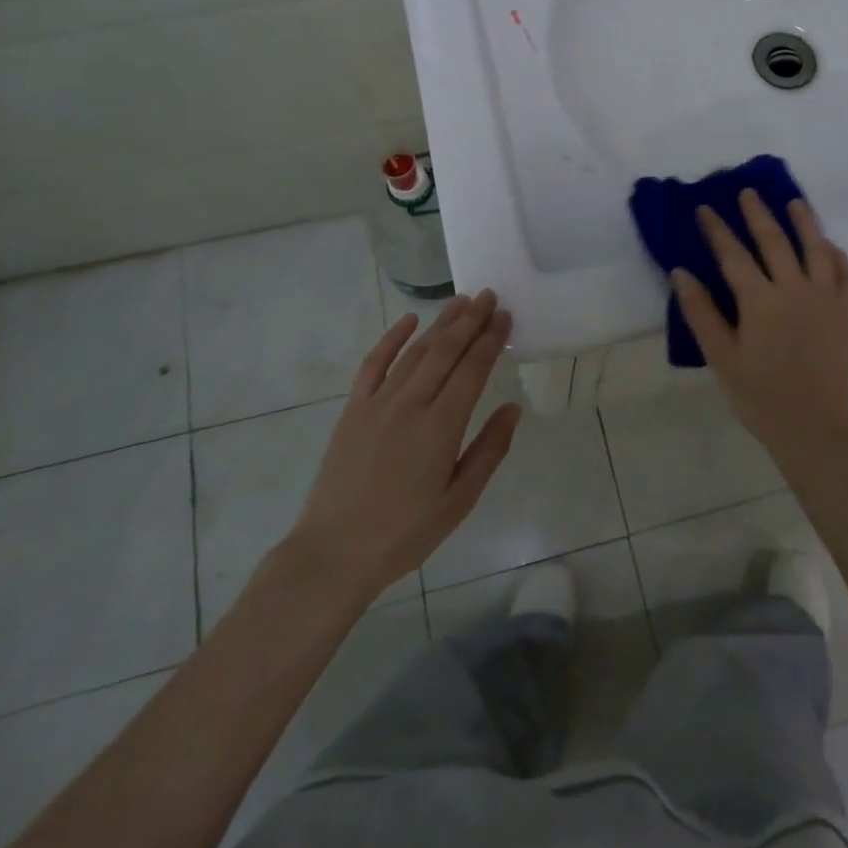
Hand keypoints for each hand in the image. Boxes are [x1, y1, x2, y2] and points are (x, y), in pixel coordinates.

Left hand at [283, 292, 520, 604]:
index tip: (505, 316)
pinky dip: (392, 339)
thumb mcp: (459, 501)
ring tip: (461, 302)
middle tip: (489, 295)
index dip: (490, 340)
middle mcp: (411, 405)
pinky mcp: (354, 409)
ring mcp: (378, 403)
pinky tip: (408, 320)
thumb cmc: (405, 533)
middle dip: (470, 320)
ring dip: (440, 323)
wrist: (334, 552)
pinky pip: (374, 364)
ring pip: (415, 351)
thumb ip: (489, 451)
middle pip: (445, 351)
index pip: (472, 370)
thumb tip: (512, 408)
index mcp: (441, 428)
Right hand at [671, 191, 847, 466]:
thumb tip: (680, 272)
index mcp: (760, 300)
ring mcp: (826, 298)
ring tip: (794, 202)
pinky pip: (846, 273)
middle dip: (757, 214)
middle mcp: (795, 289)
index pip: (732, 254)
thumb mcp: (721, 357)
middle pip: (774, 241)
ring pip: (815, 248)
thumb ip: (701, 312)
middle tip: (747, 192)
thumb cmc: (760, 396)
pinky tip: (829, 245)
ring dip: (804, 221)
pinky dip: (837, 254)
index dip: (716, 229)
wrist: (815, 428)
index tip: (704, 208)